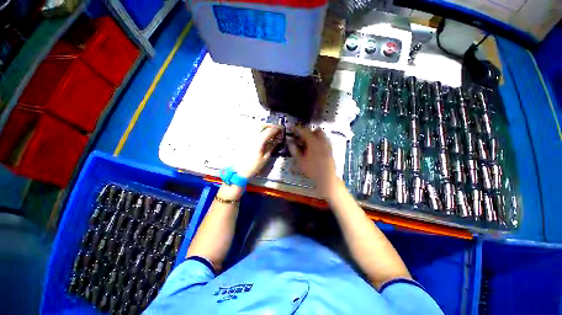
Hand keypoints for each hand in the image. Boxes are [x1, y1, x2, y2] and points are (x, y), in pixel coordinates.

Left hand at [234, 125, 281, 177]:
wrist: (238, 170)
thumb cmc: (252, 166)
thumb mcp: (265, 158)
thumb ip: (271, 148)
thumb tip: (276, 142)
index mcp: (259, 141)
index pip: (269, 131)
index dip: (276, 129)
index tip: (281, 129)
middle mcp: (252, 136)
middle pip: (262, 125)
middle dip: (271, 125)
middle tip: (276, 128)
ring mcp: (247, 137)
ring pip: (256, 126)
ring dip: (264, 126)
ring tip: (270, 130)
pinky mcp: (244, 139)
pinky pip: (252, 130)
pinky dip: (258, 129)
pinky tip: (261, 133)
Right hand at [287, 126, 338, 198]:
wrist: (326, 178)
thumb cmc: (311, 169)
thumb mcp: (300, 161)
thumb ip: (294, 150)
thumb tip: (290, 142)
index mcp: (313, 142)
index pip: (304, 131)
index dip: (297, 129)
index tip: (292, 128)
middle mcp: (322, 141)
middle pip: (316, 130)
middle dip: (308, 131)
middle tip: (301, 137)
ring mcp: (328, 145)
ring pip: (321, 135)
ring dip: (314, 136)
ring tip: (307, 143)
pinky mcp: (330, 150)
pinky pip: (324, 141)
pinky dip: (319, 141)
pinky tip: (314, 149)